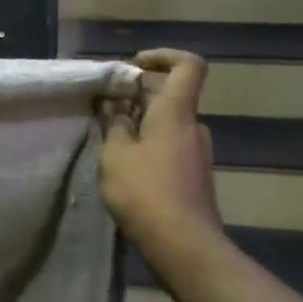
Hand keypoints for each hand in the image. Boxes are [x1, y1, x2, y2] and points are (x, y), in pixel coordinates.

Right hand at [99, 49, 224, 264]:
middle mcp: (193, 127)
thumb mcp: (115, 155)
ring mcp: (197, 154)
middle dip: (138, 96)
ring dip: (141, 125)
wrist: (184, 245)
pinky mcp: (195, 178)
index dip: (163, 56)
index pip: (188, 65)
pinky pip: (170, 148)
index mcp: (176, 112)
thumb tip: (119, 112)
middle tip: (106, 109)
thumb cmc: (146, 192)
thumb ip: (115, 127)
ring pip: (168, 125)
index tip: (134, 65)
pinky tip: (126, 170)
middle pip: (170, 96)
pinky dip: (149, 148)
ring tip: (110, 142)